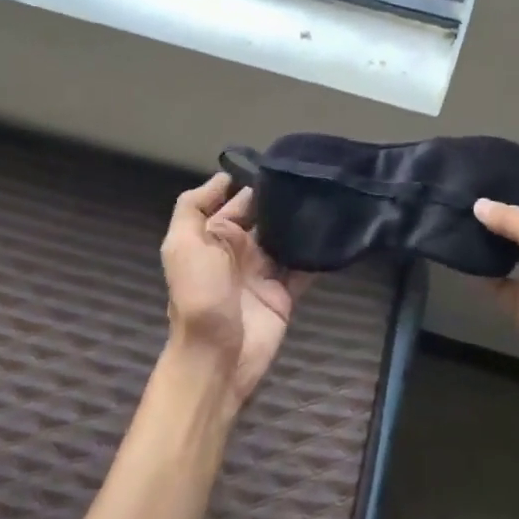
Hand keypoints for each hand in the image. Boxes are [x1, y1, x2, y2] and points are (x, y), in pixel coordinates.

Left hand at [160, 173, 312, 411]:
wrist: (217, 356)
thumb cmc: (199, 295)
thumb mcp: (182, 244)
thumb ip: (194, 207)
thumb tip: (223, 177)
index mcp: (214, 237)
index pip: (236, 201)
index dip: (254, 183)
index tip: (282, 162)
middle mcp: (239, 251)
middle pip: (265, 217)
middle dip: (283, 199)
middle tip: (314, 176)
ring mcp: (263, 272)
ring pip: (287, 239)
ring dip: (303, 223)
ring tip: (329, 197)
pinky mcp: (285, 293)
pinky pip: (304, 268)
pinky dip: (317, 254)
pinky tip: (336, 234)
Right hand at [474, 174, 518, 399]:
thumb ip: (511, 219)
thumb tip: (478, 203)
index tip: (485, 167)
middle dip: (498, 206)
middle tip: (461, 190)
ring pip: (510, 244)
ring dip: (488, 235)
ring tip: (454, 214)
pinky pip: (498, 276)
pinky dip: (481, 268)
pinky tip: (456, 252)